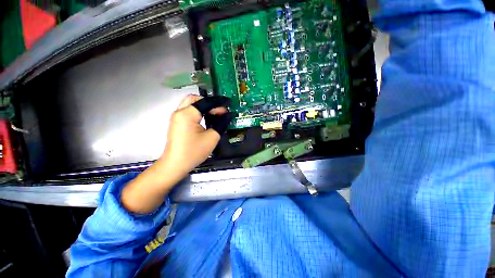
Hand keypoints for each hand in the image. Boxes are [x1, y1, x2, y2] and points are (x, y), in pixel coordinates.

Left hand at [158, 94, 230, 176]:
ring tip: (215, 114)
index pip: (205, 102)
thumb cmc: (193, 152)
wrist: (175, 165)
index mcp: (187, 114)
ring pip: (191, 104)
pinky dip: (198, 111)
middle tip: (219, 110)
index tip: (228, 105)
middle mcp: (179, 112)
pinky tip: (206, 118)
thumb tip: (227, 115)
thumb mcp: (212, 137)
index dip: (218, 103)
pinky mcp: (177, 123)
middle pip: (195, 98)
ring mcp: (176, 117)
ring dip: (204, 106)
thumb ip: (221, 123)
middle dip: (209, 102)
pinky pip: (188, 111)